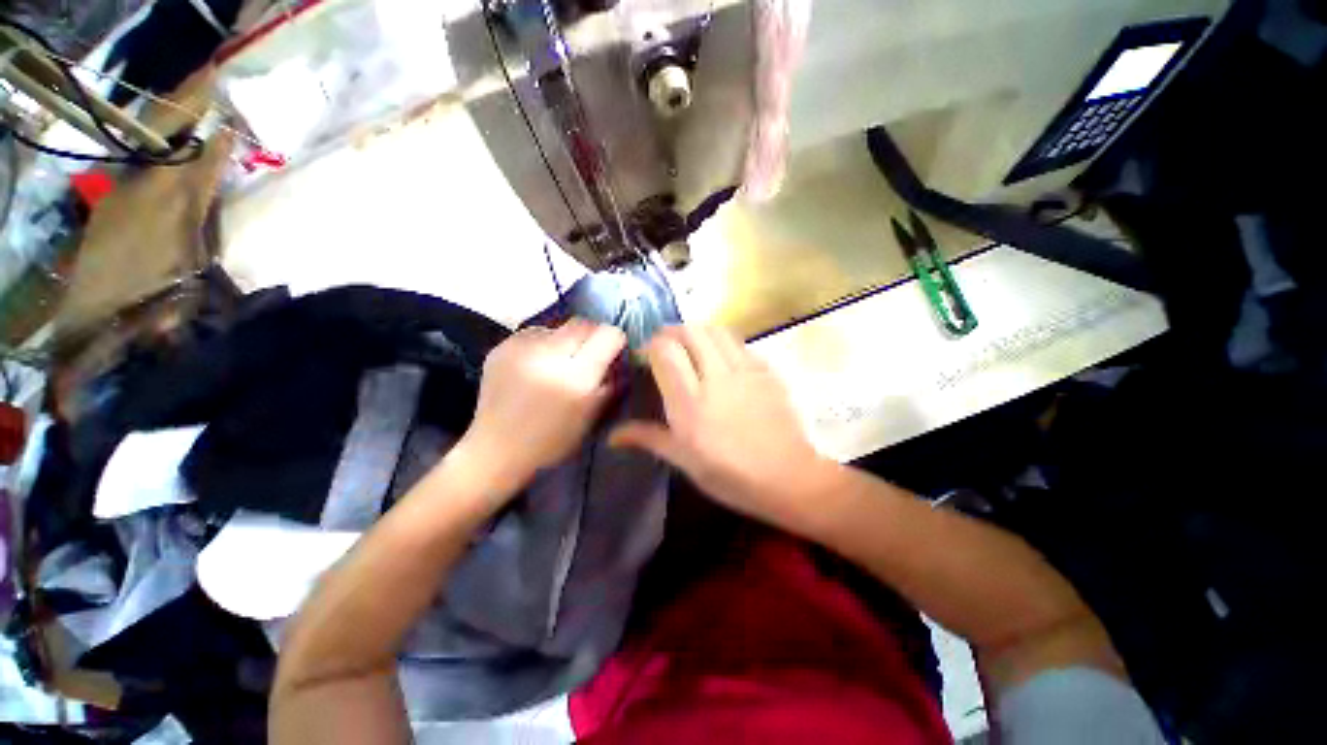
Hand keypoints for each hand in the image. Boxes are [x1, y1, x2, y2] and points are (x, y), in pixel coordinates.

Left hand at [460, 320, 625, 491]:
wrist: (496, 450)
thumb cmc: (552, 440)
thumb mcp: (592, 415)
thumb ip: (609, 382)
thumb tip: (618, 357)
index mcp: (576, 376)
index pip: (607, 334)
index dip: (614, 340)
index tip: (612, 351)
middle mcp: (548, 354)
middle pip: (582, 323)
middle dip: (591, 335)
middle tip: (588, 355)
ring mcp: (520, 347)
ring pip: (558, 326)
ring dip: (566, 339)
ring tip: (559, 361)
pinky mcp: (501, 347)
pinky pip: (534, 333)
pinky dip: (543, 343)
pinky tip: (538, 364)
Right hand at [610, 325, 836, 532]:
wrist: (788, 478)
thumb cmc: (730, 475)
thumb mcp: (684, 461)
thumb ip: (649, 438)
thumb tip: (612, 435)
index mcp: (690, 402)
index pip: (665, 351)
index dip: (651, 345)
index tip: (645, 355)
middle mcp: (716, 377)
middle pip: (690, 331)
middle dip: (672, 332)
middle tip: (666, 346)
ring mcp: (745, 370)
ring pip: (717, 330)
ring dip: (698, 332)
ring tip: (692, 347)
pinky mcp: (766, 370)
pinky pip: (740, 343)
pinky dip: (723, 343)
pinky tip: (722, 360)